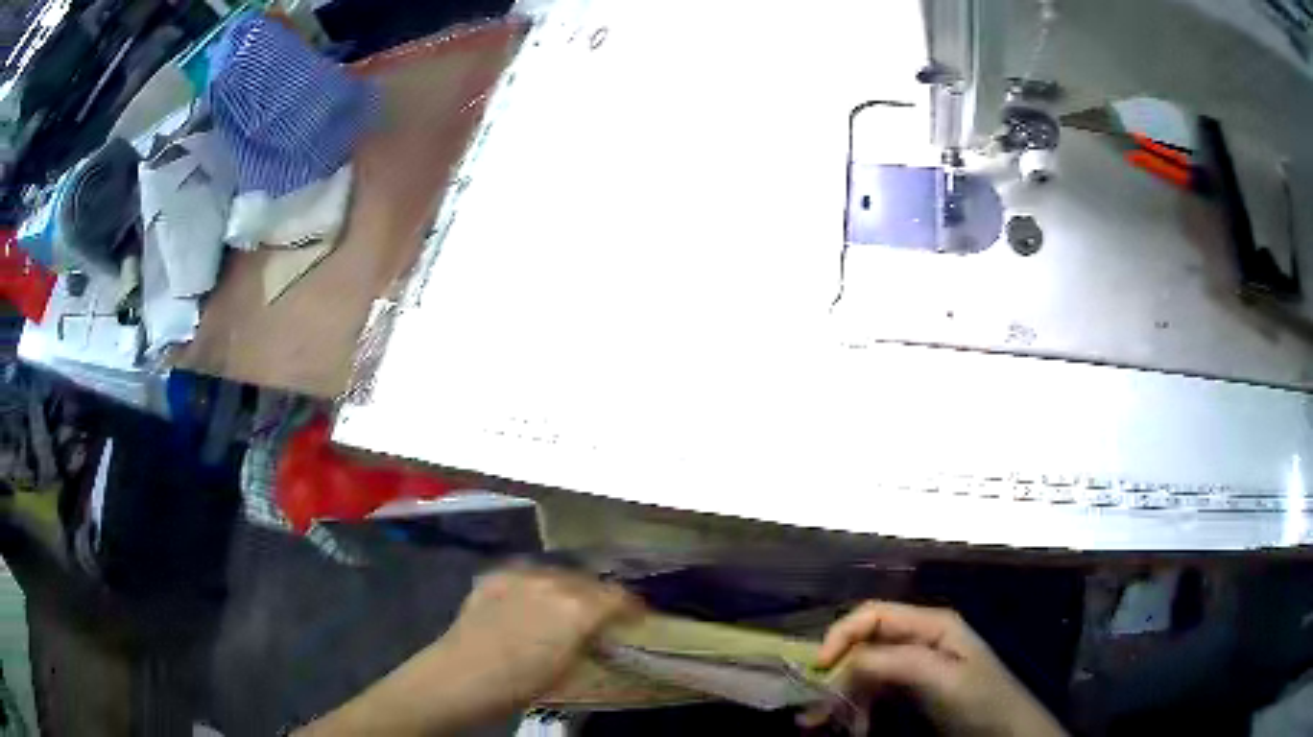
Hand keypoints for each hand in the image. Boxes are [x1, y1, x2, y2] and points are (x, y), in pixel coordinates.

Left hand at [437, 566, 641, 711]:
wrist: (459, 677)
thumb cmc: (519, 685)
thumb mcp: (568, 670)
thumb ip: (588, 642)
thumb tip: (597, 634)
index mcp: (578, 609)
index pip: (618, 598)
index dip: (632, 608)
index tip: (637, 618)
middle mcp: (553, 582)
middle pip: (589, 582)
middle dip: (600, 598)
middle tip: (601, 617)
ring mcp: (521, 575)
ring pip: (558, 573)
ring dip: (569, 588)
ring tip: (566, 607)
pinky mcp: (495, 576)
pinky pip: (527, 574)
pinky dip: (536, 586)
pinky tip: (530, 602)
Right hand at [809, 601, 1066, 736]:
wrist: (1006, 732)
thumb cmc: (980, 700)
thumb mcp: (941, 678)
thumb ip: (896, 662)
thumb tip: (845, 661)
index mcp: (931, 624)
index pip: (873, 615)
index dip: (841, 634)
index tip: (817, 668)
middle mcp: (920, 639)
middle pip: (865, 644)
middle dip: (837, 673)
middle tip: (816, 707)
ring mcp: (916, 666)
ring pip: (865, 672)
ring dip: (845, 696)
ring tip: (831, 723)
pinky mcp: (913, 690)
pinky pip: (875, 693)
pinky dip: (858, 709)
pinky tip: (856, 727)